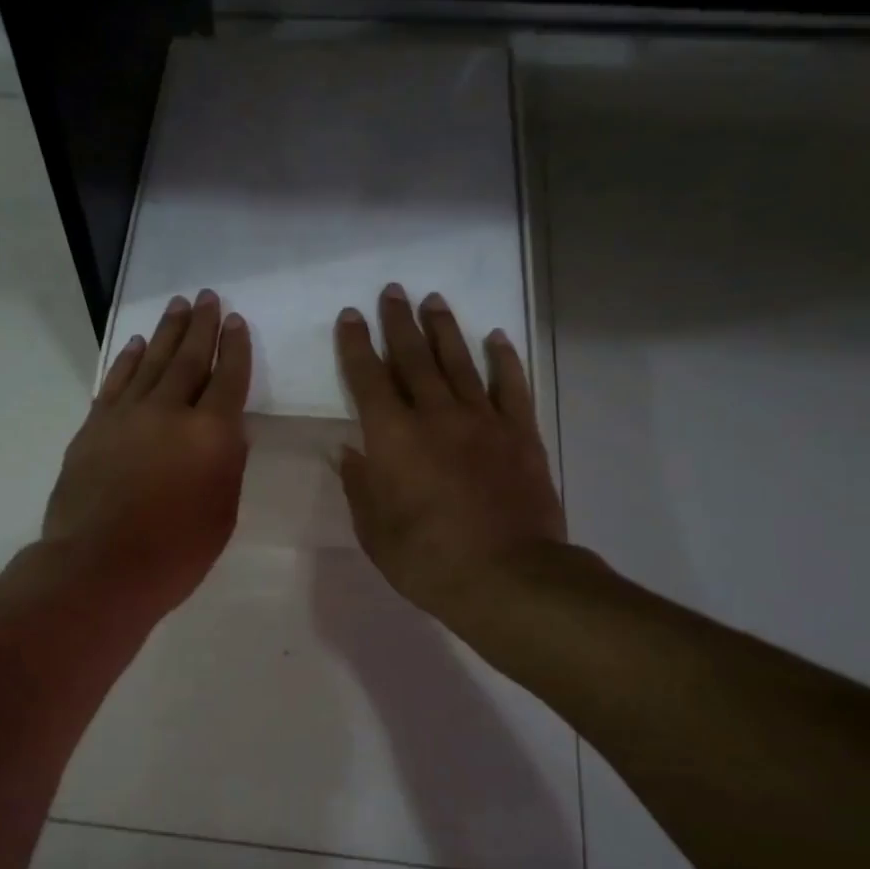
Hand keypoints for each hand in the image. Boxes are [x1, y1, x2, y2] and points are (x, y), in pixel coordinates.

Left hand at [42, 289, 250, 619]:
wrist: (100, 567)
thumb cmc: (174, 554)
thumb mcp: (221, 515)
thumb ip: (226, 467)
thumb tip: (225, 435)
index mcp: (212, 435)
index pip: (228, 379)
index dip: (235, 349)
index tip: (236, 322)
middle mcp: (171, 412)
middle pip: (189, 359)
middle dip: (201, 325)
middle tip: (207, 296)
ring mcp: (128, 415)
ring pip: (151, 362)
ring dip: (166, 332)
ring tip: (177, 306)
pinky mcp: (95, 427)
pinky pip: (116, 382)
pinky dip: (127, 360)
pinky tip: (136, 345)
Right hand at [335, 284, 568, 625]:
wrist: (506, 576)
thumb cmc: (427, 560)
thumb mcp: (375, 532)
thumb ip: (361, 486)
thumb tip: (349, 451)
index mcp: (392, 439)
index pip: (368, 380)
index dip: (357, 346)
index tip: (352, 316)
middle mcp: (436, 416)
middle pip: (414, 359)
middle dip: (399, 324)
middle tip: (392, 292)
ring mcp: (483, 421)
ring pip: (460, 363)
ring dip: (444, 330)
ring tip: (433, 300)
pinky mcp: (520, 434)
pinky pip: (511, 386)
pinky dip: (503, 359)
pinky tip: (495, 338)